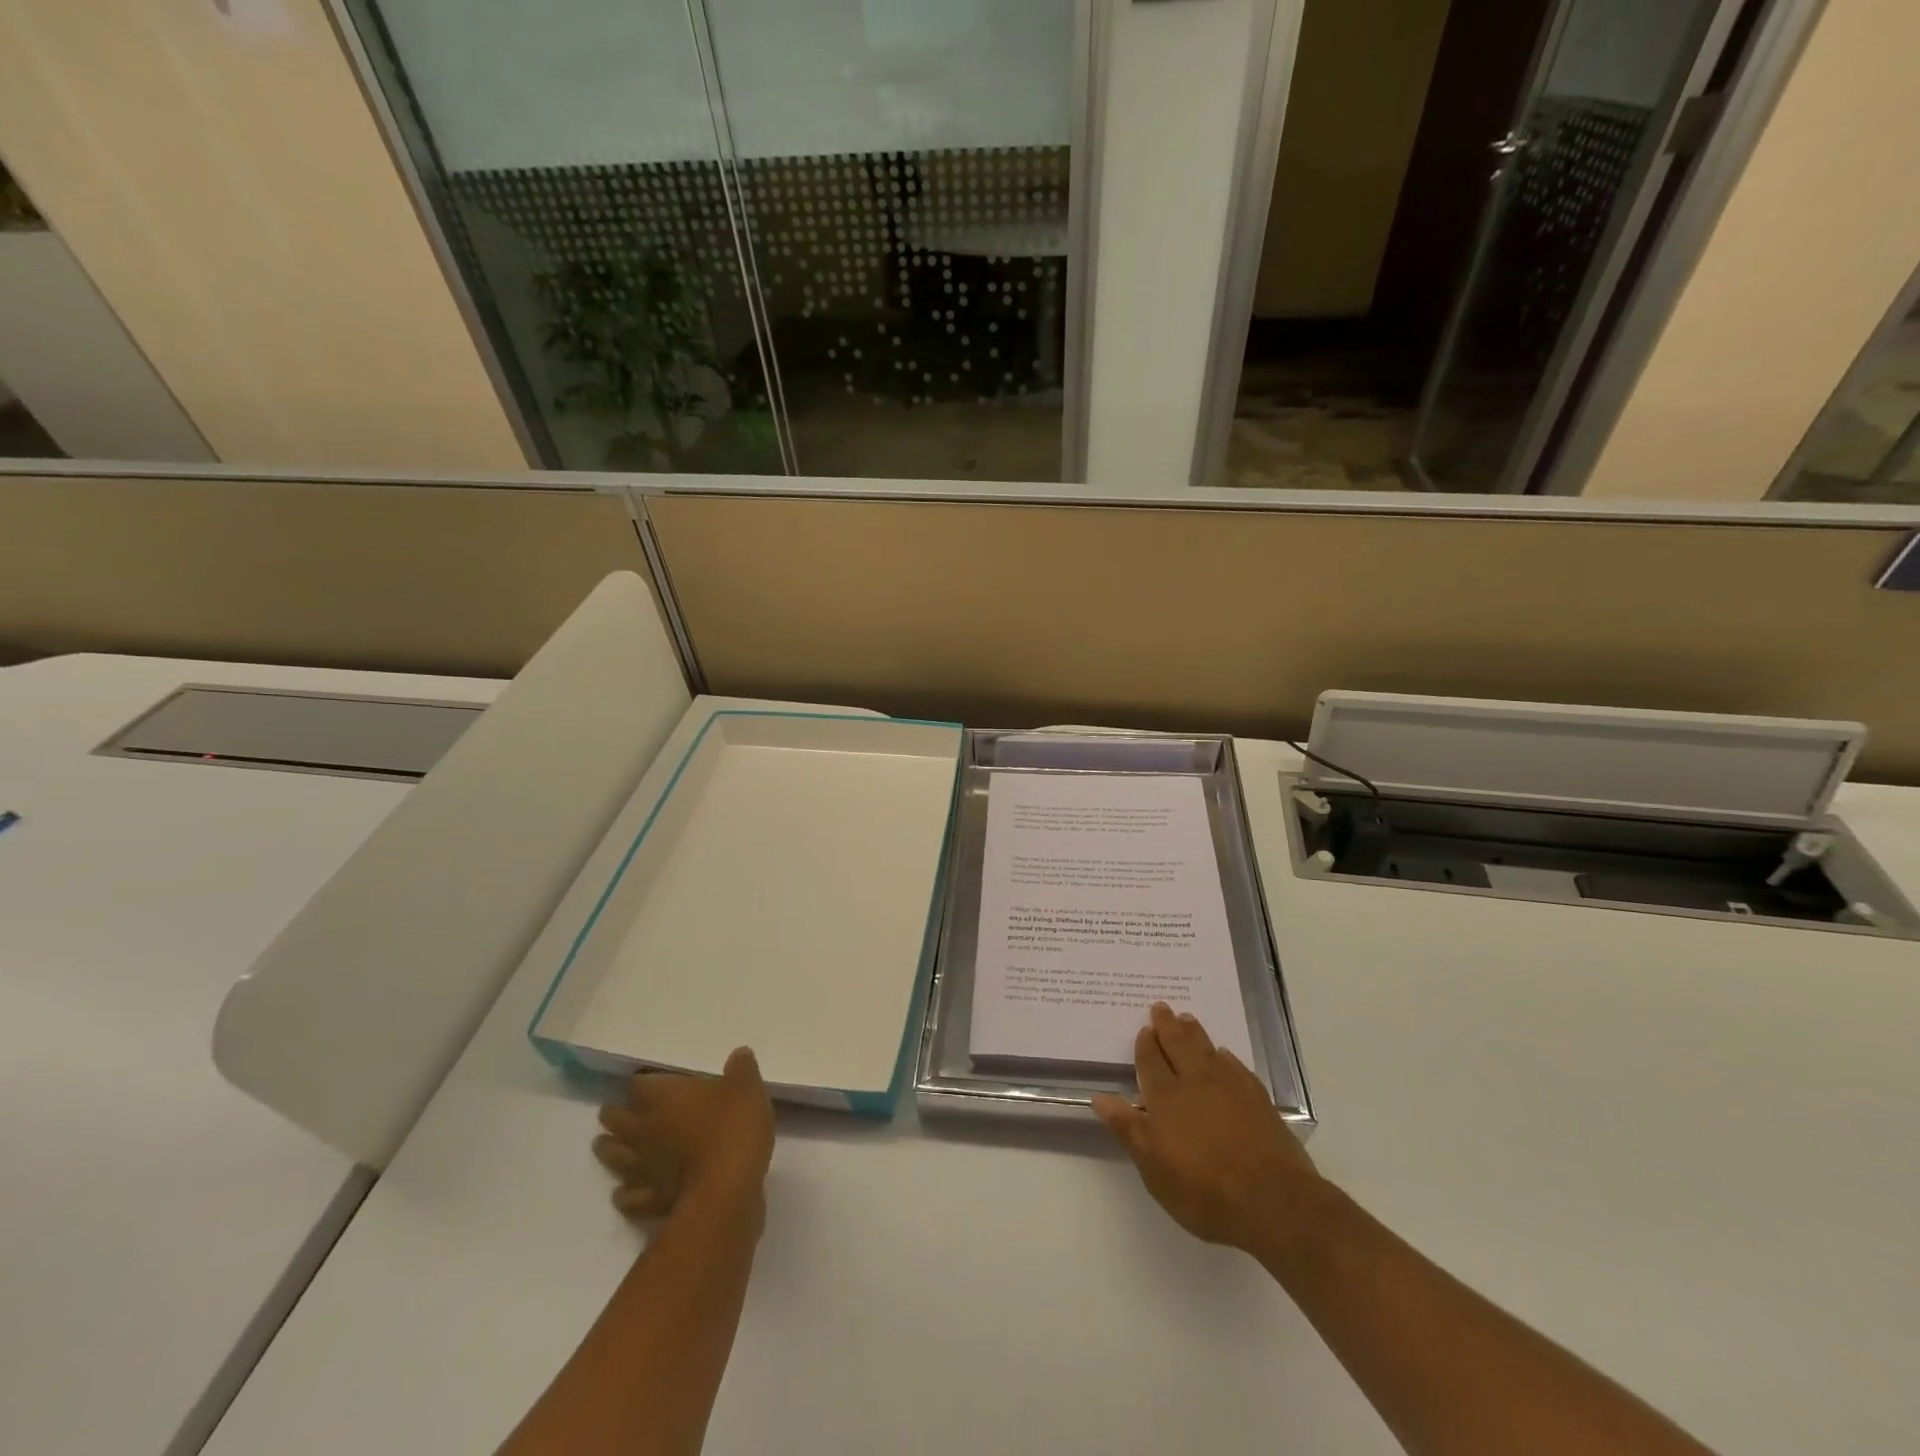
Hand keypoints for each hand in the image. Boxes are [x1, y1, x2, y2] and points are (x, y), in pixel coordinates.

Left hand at [594, 1047, 775, 1222]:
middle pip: (617, 1119)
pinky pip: (629, 1196)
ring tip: (605, 1146)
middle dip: (614, 1114)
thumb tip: (739, 1054)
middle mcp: (645, 1130)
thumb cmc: (732, 1129)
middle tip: (613, 1112)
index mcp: (664, 1098)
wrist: (724, 1192)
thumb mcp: (747, 1088)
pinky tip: (624, 1192)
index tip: (646, 1081)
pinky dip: (625, 1193)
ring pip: (615, 1156)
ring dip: (609, 1150)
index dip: (642, 1081)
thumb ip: (742, 1068)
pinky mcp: (650, 1201)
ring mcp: (644, 1168)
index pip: (639, 1084)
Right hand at [1092, 1003, 1325, 1256]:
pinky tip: (1223, 1054)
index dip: (1145, 1044)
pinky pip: (1235, 1066)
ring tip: (1187, 1018)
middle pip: (1178, 1045)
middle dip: (1167, 1026)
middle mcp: (1195, 1082)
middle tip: (1161, 1007)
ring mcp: (1229, 1087)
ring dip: (1194, 1033)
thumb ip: (1128, 1129)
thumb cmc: (1203, 1188)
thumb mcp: (1154, 1168)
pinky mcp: (1256, 1098)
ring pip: (1206, 1049)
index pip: (1150, 1062)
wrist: (1271, 1199)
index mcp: (1166, 1097)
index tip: (1144, 1028)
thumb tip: (1100, 1097)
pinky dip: (1224, 1056)